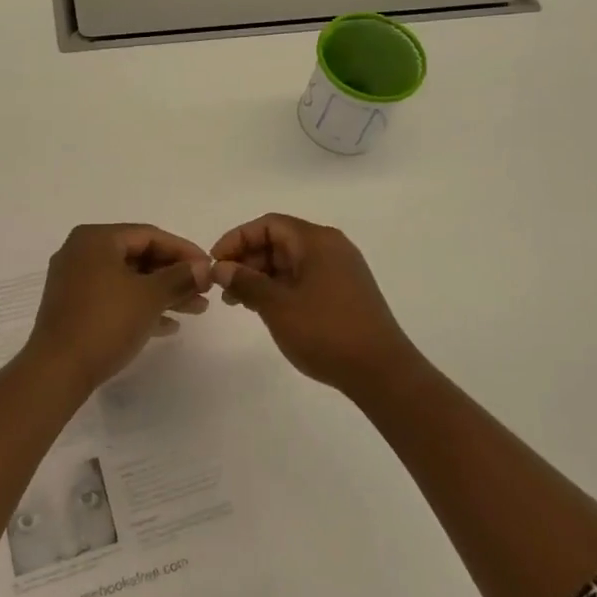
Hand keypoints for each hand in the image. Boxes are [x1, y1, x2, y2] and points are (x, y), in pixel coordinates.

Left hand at [23, 224, 212, 393]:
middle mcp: (82, 252)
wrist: (57, 371)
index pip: (149, 235)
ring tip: (197, 310)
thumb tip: (205, 267)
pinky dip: (141, 307)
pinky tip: (169, 326)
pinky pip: (115, 298)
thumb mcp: (150, 297)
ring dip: (163, 293)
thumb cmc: (106, 322)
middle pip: (139, 256)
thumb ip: (180, 277)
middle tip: (205, 291)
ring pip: (129, 279)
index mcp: (96, 239)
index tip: (210, 268)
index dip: (184, 250)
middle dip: (175, 275)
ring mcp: (75, 281)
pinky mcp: (74, 307)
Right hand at [211, 213, 416, 392]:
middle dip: (248, 259)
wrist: (381, 371)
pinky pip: (305, 277)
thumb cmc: (326, 332)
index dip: (237, 239)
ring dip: (262, 276)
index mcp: (317, 241)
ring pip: (291, 261)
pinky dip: (281, 287)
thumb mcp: (277, 306)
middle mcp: (331, 247)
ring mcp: (341, 269)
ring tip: (238, 302)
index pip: (268, 224)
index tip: (215, 263)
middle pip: (280, 240)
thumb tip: (221, 268)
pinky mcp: (345, 291)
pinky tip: (265, 308)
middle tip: (223, 287)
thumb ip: (246, 282)